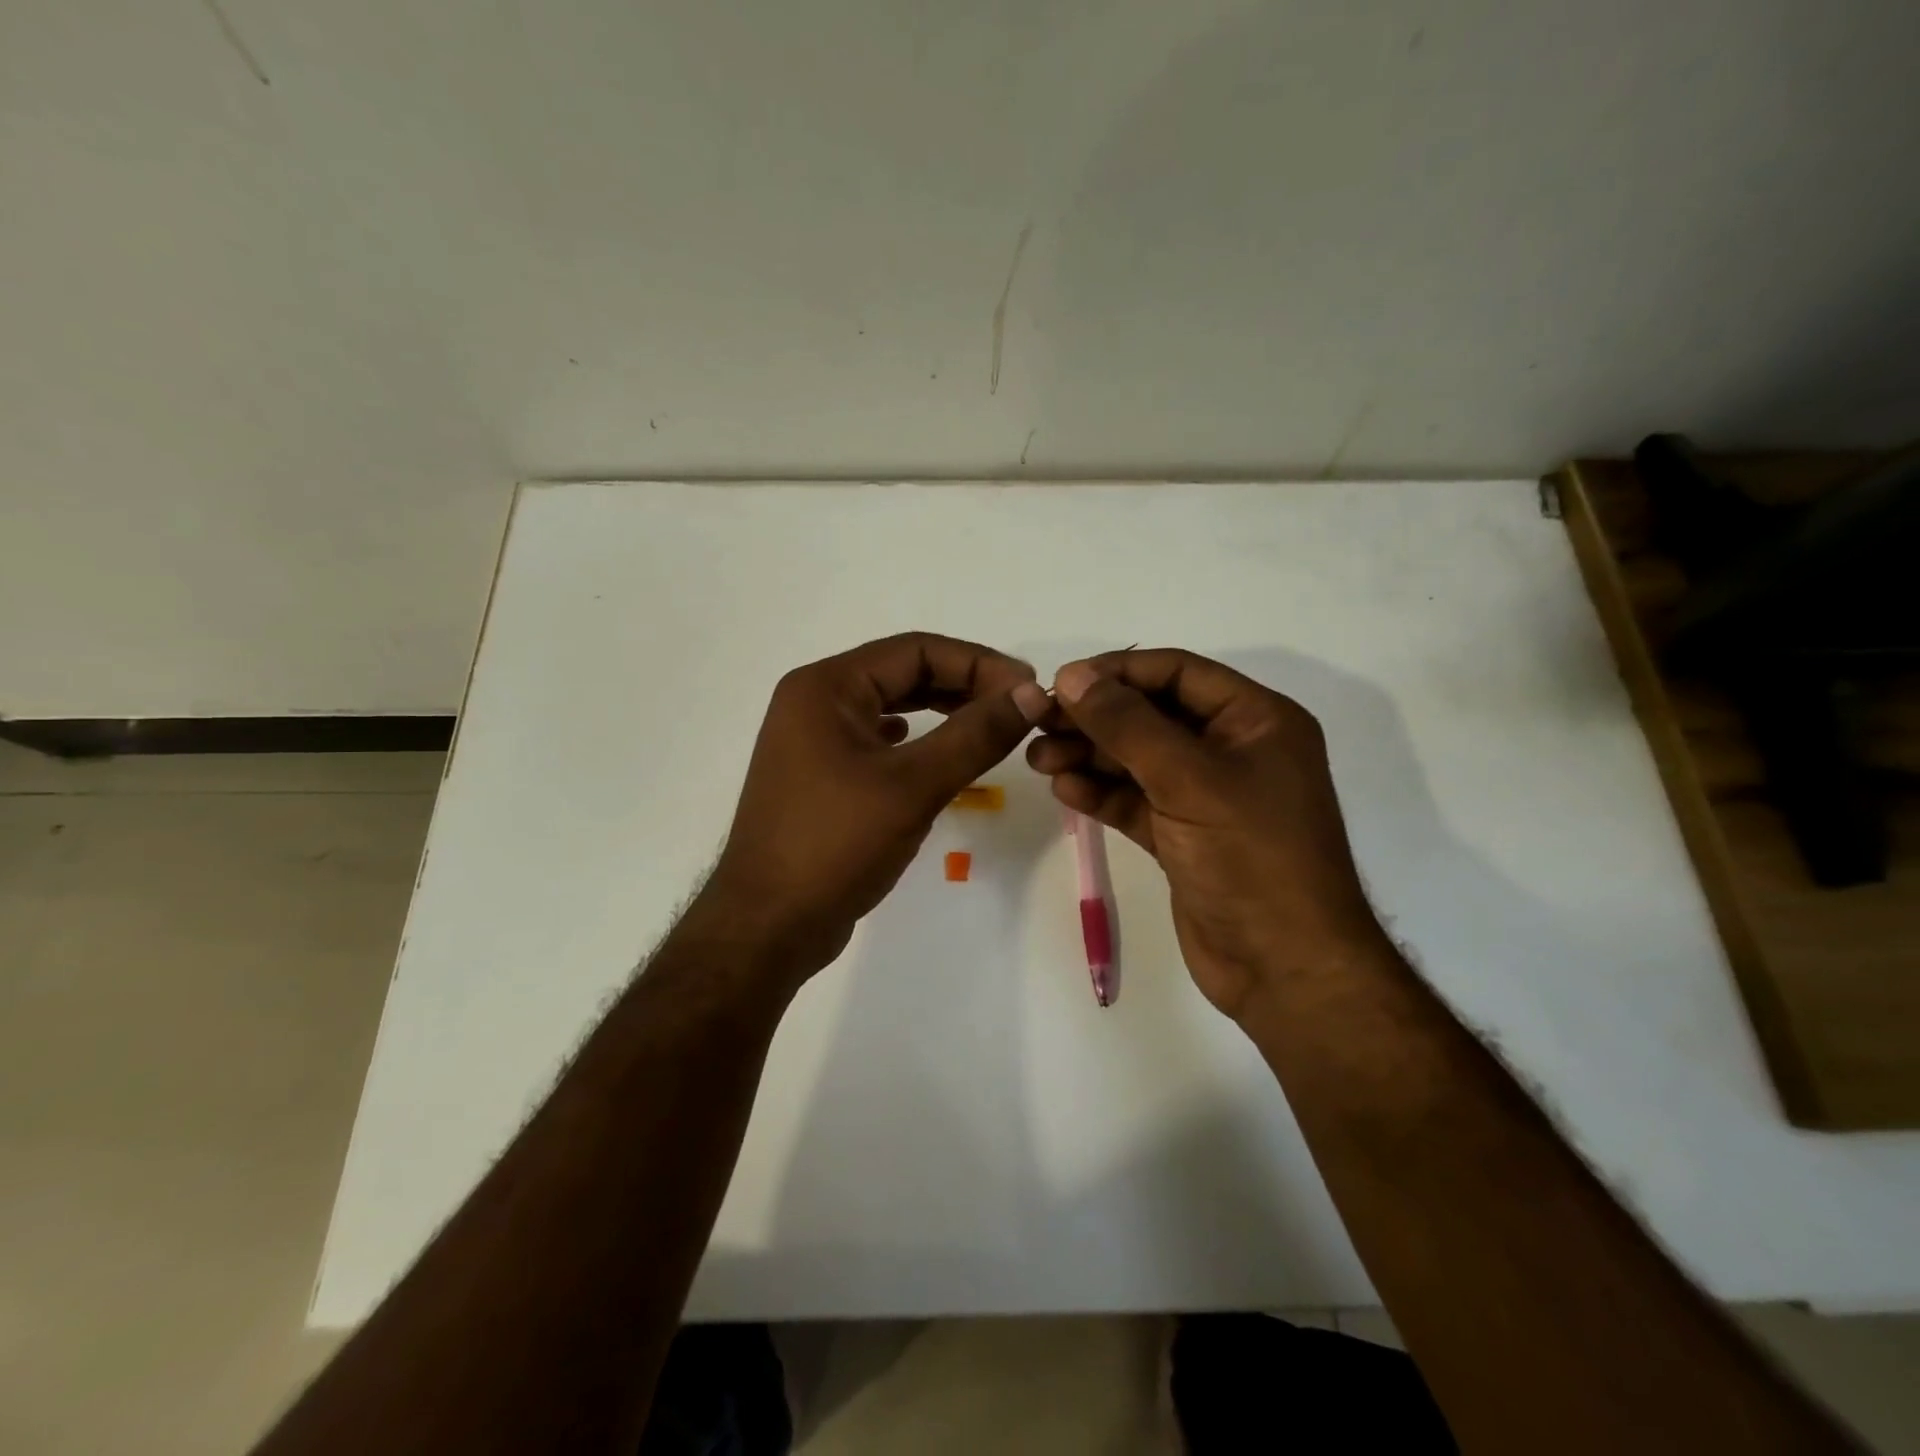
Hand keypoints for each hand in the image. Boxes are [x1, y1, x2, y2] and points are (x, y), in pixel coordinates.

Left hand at [705, 632, 1050, 981]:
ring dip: (942, 711)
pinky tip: (935, 753)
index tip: (1029, 689)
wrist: (768, 926)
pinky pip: (877, 740)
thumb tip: (1031, 694)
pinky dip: (914, 740)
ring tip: (990, 725)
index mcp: (826, 687)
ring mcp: (812, 740)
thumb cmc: (836, 846)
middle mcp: (814, 701)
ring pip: (890, 706)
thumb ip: (975, 735)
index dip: (978, 663)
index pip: (915, 650)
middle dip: (963, 685)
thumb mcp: (913, 786)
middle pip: (902, 673)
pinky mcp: (820, 775)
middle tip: (1018, 707)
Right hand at [1026, 649, 1385, 1019]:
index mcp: (1256, 720)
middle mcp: (1232, 750)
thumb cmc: (1251, 858)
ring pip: (1137, 760)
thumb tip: (1071, 677)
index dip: (1118, 672)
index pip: (1178, 673)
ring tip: (1038, 759)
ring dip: (1089, 756)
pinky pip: (1135, 801)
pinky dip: (1100, 793)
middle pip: (1151, 715)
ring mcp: (1207, 796)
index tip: (1061, 683)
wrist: (1285, 969)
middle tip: (1038, 723)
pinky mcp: (1183, 836)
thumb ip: (1127, 725)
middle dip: (1095, 718)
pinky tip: (1064, 791)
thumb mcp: (1189, 780)